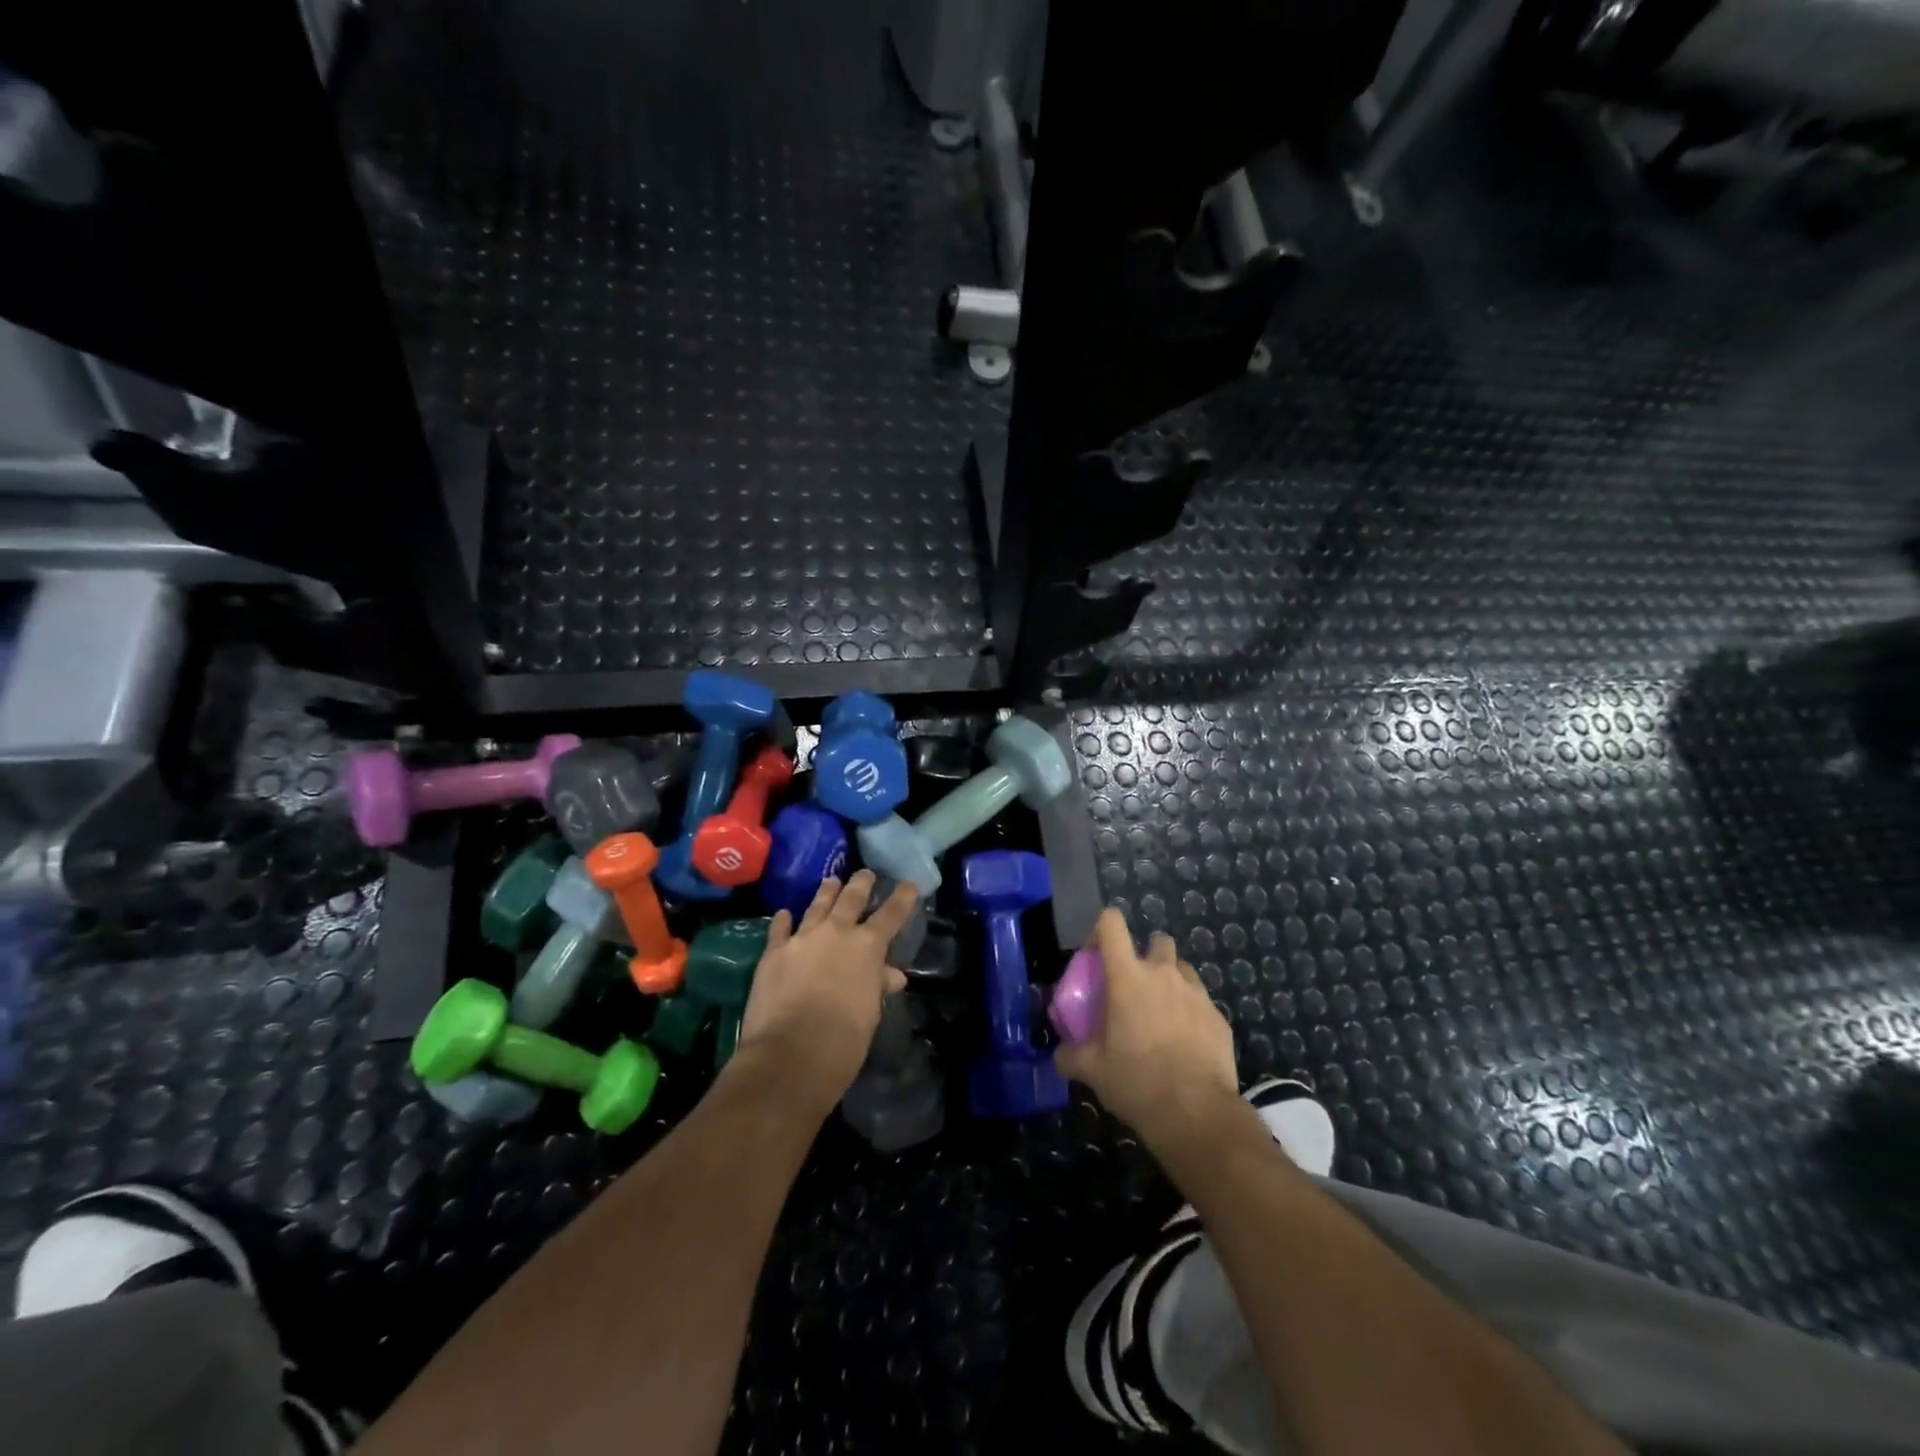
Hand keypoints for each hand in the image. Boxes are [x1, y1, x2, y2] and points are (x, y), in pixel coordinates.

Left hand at [736, 871, 914, 1111]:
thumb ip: (877, 986)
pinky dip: (783, 920)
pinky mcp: (773, 953)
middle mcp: (836, 933)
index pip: (891, 915)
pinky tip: (784, 913)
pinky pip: (779, 929)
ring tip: (832, 880)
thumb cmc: (843, 1040)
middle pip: (851, 899)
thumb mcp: (870, 1013)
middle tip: (865, 873)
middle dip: (861, 884)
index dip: (902, 898)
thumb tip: (892, 974)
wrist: (790, 1054)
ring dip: (826, 892)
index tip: (909, 883)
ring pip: (817, 906)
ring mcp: (802, 939)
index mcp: (867, 947)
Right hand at [1055, 908, 1240, 1148]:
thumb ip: (1071, 1055)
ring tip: (1163, 1015)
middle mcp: (1164, 974)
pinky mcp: (1219, 1017)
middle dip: (1146, 956)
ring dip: (1171, 983)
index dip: (1102, 930)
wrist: (1196, 1114)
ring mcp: (1197, 993)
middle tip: (1135, 989)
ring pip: (1183, 970)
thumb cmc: (1136, 1081)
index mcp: (1128, 976)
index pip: (1112, 923)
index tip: (1098, 955)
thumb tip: (1061, 1053)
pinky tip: (1186, 1044)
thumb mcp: (1092, 1070)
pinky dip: (1192, 1014)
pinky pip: (1202, 1003)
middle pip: (1157, 941)